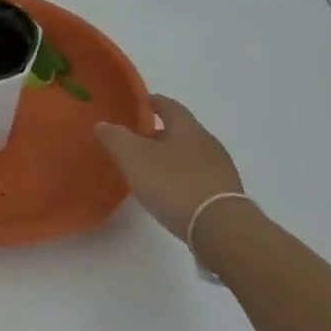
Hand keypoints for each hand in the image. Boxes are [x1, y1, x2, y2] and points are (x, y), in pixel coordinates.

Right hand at [94, 93, 244, 242]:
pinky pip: (201, 176)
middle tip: (139, 142)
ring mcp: (221, 168)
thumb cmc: (173, 184)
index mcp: (186, 126)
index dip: (153, 102)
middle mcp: (207, 141)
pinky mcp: (227, 194)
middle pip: (181, 130)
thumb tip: (103, 124)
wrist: (221, 228)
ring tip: (153, 170)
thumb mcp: (133, 157)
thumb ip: (115, 138)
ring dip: (173, 156)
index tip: (141, 104)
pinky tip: (173, 192)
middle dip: (161, 132)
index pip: (169, 105)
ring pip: (192, 153)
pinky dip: (185, 177)